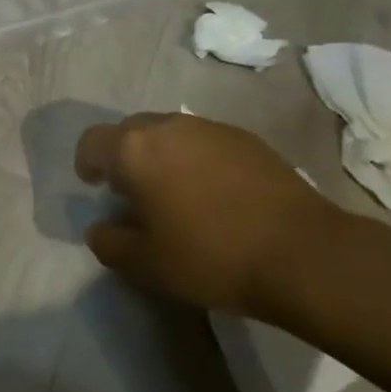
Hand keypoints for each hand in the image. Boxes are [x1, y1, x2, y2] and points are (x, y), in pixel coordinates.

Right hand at [74, 113, 340, 317]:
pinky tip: (215, 194)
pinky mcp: (247, 139)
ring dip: (162, 156)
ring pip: (169, 133)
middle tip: (134, 192)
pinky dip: (197, 159)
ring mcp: (210, 128)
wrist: (304, 254)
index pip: (92, 142)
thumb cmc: (211, 257)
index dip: (86, 162)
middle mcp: (167, 126)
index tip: (94, 185)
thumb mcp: (146, 264)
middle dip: (124, 156)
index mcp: (134, 149)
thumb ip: (109, 243)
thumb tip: (99, 229)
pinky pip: (205, 141)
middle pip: (130, 131)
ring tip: (176, 192)